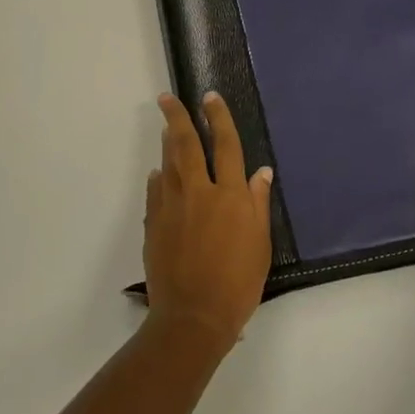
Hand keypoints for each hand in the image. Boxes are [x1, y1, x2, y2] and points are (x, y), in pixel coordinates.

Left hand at [143, 92, 273, 351]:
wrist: (194, 316)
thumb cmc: (238, 283)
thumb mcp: (260, 243)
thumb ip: (258, 204)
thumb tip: (260, 173)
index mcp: (230, 196)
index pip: (226, 145)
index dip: (219, 119)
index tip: (210, 98)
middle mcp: (199, 193)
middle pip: (186, 145)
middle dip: (177, 117)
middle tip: (167, 98)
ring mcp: (172, 207)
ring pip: (167, 164)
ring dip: (166, 142)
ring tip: (165, 126)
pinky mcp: (154, 224)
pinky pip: (155, 191)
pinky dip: (158, 177)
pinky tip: (159, 173)